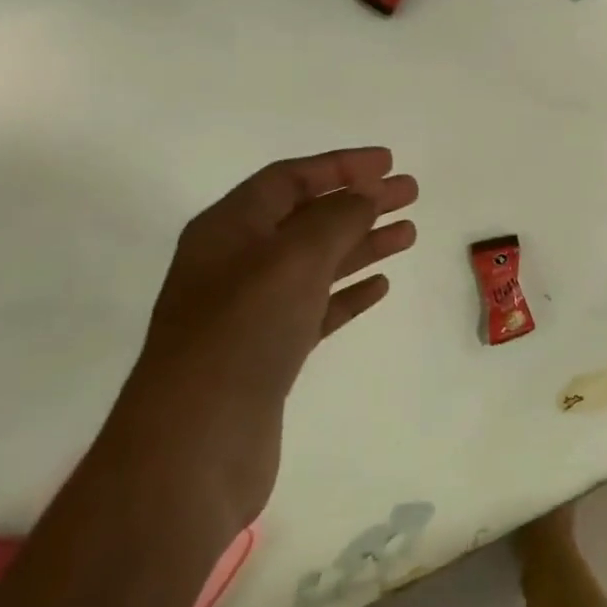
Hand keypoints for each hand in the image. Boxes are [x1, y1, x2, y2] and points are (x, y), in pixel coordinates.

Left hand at [101, 149, 417, 533]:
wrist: (195, 444)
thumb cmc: (241, 335)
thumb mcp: (291, 260)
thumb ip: (334, 219)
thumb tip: (364, 195)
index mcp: (229, 230)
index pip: (289, 179)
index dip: (340, 165)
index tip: (388, 162)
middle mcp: (237, 264)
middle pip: (308, 217)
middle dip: (359, 201)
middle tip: (410, 192)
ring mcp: (252, 311)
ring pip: (317, 262)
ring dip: (362, 243)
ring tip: (409, 232)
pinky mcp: (269, 352)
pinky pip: (317, 307)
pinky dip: (349, 292)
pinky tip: (380, 285)